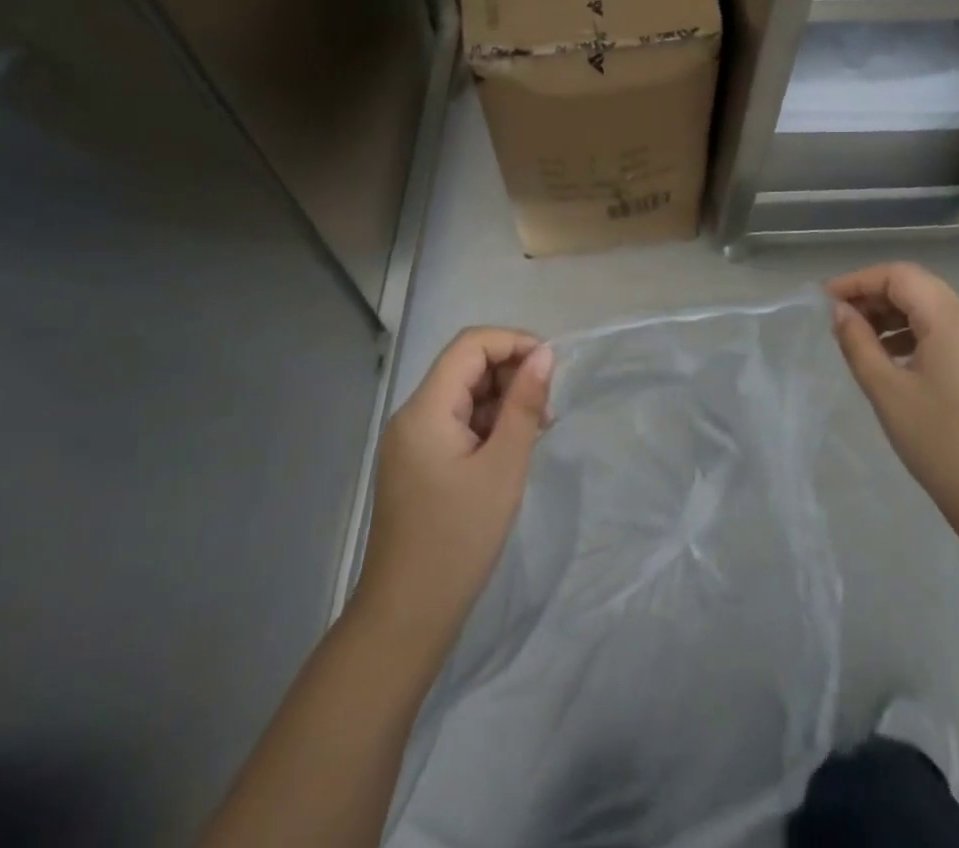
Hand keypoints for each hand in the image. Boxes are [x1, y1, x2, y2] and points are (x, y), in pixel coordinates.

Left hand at [356, 328, 553, 646]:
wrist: (407, 616)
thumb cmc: (459, 539)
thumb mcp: (504, 466)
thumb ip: (524, 404)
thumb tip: (545, 354)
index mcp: (425, 409)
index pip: (470, 345)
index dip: (513, 342)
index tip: (552, 366)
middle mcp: (412, 415)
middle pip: (466, 367)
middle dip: (511, 374)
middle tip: (548, 407)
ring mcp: (411, 440)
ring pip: (463, 395)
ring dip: (503, 401)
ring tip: (537, 431)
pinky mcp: (417, 463)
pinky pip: (456, 423)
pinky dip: (487, 425)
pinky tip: (512, 450)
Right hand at [828, 263, 958, 529]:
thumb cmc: (938, 440)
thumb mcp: (886, 389)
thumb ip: (858, 342)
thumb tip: (840, 312)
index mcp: (951, 319)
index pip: (900, 276)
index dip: (859, 281)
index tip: (826, 300)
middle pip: (917, 287)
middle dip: (874, 295)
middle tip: (839, 318)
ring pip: (930, 309)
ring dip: (892, 314)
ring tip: (859, 338)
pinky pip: (942, 332)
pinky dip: (911, 333)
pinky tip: (889, 358)